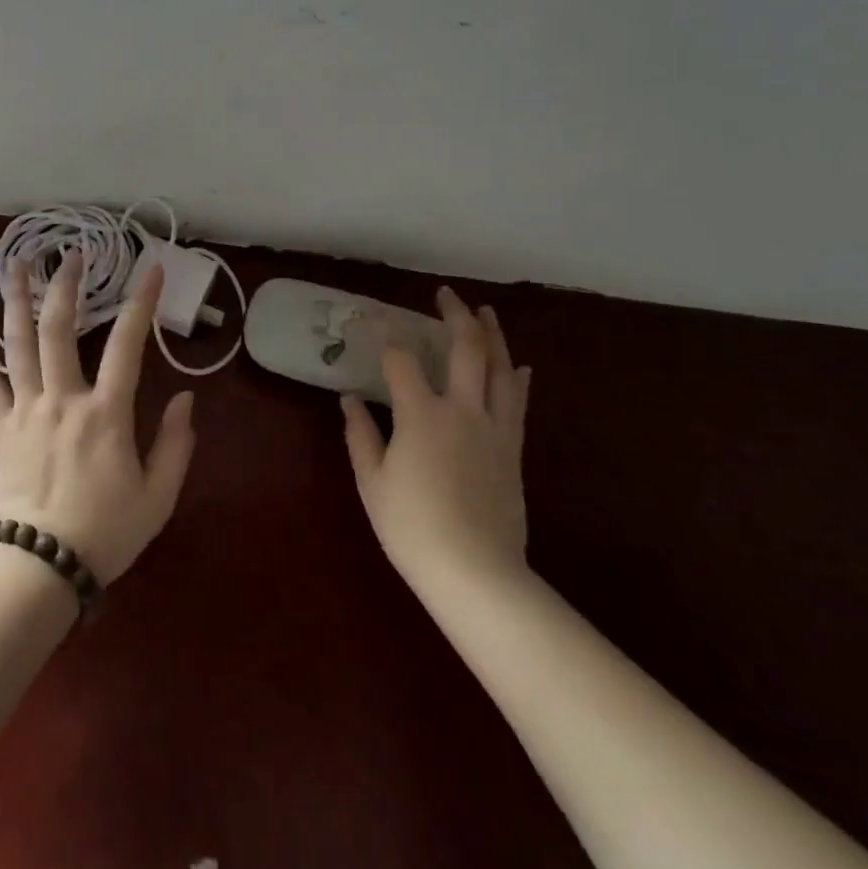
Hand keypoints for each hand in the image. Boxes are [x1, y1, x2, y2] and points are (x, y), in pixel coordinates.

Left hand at [0, 252, 195, 583]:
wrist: (40, 568)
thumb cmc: (105, 532)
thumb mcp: (158, 496)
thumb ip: (176, 445)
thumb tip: (184, 399)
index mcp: (106, 413)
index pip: (128, 344)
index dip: (141, 303)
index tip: (152, 269)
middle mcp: (63, 399)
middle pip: (60, 328)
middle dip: (66, 285)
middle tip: (71, 253)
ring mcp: (25, 410)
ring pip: (17, 344)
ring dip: (15, 300)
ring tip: (14, 263)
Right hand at [343, 289, 531, 593]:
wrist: (477, 574)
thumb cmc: (413, 528)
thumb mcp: (372, 483)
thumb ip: (360, 435)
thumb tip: (349, 399)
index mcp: (421, 414)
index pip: (401, 362)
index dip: (387, 342)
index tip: (375, 331)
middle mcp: (462, 410)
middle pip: (464, 349)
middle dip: (455, 316)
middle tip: (446, 294)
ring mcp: (494, 429)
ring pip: (500, 368)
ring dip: (493, 335)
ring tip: (486, 312)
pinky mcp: (513, 450)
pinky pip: (518, 403)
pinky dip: (517, 378)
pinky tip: (518, 365)